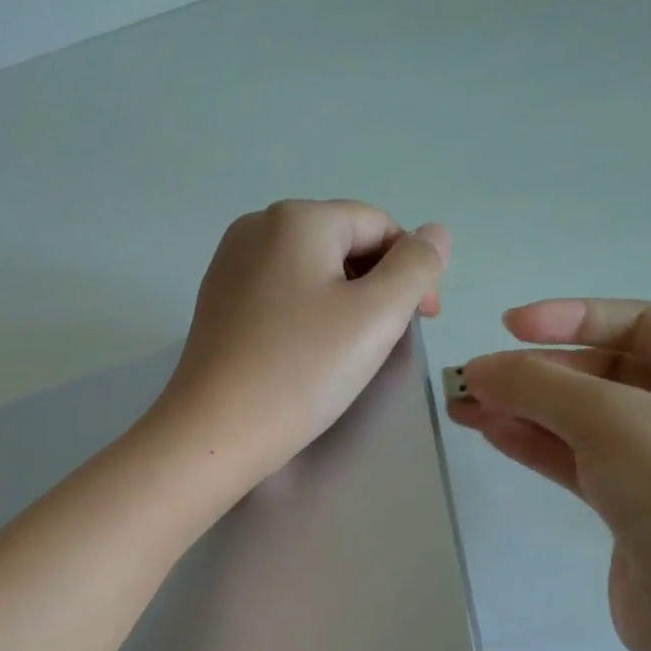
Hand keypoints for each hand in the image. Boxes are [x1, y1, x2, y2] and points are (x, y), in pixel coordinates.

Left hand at [154, 200, 449, 485]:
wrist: (215, 431)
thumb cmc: (302, 371)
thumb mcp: (377, 316)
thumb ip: (416, 267)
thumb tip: (435, 232)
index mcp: (296, 219)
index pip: (378, 225)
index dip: (412, 269)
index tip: (425, 321)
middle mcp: (256, 227)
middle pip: (342, 243)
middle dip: (378, 285)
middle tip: (388, 341)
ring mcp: (230, 264)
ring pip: (312, 270)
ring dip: (346, 301)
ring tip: (350, 351)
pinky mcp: (218, 301)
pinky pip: (280, 293)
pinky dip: (308, 314)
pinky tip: (309, 353)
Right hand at [451, 299, 650, 650]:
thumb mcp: (613, 421)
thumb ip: (540, 386)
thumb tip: (479, 370)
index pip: (640, 324)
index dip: (571, 318)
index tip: (508, 326)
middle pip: (605, 375)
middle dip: (537, 374)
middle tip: (473, 378)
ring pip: (584, 422)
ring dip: (525, 409)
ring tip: (463, 404)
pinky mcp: (636, 510)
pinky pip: (579, 462)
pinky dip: (537, 444)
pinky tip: (491, 432)